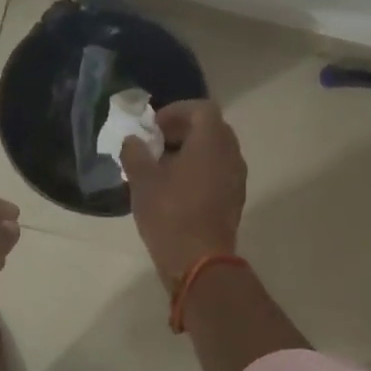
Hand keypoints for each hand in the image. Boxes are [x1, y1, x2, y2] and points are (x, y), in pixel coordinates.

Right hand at [122, 99, 246, 288]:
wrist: (199, 262)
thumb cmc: (170, 213)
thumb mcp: (142, 180)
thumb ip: (135, 152)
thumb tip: (133, 141)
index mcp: (212, 141)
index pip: (200, 109)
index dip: (175, 112)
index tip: (153, 127)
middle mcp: (231, 154)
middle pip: (210, 129)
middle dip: (182, 131)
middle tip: (155, 144)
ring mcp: (236, 178)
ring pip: (214, 152)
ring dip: (190, 152)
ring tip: (161, 168)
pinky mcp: (234, 200)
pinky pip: (217, 173)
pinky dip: (198, 171)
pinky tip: (174, 189)